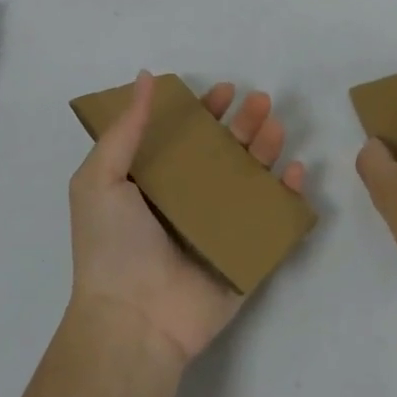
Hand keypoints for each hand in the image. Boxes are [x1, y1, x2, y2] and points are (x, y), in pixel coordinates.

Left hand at [69, 72, 306, 364]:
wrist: (134, 319)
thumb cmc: (113, 246)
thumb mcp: (100, 179)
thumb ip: (126, 128)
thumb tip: (146, 76)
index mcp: (157, 182)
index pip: (188, 137)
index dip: (206, 111)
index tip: (225, 91)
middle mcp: (191, 201)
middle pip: (226, 153)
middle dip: (245, 124)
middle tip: (261, 101)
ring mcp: (221, 227)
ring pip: (253, 179)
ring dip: (267, 150)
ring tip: (276, 128)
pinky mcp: (246, 253)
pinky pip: (274, 220)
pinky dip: (289, 196)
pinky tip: (296, 172)